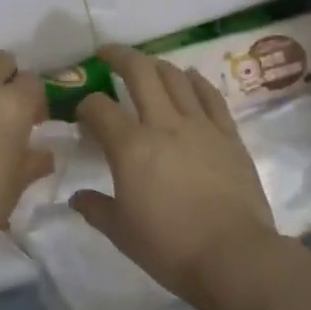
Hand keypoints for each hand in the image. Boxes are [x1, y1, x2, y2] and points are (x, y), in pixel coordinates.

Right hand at [71, 46, 280, 299]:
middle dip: (118, 57)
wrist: (233, 256)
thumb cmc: (170, 247)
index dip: (85, 105)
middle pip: (139, 73)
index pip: (99, 108)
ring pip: (176, 77)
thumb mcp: (121, 233)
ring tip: (146, 65)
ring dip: (156, 64)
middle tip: (106, 53)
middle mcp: (163, 124)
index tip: (83, 113)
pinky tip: (189, 77)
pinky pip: (210, 96)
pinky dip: (196, 81)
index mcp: (130, 147)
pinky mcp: (228, 134)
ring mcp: (200, 125)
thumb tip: (77, 198)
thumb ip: (96, 209)